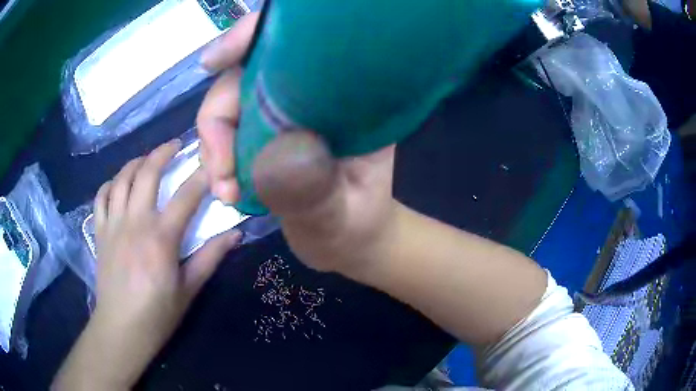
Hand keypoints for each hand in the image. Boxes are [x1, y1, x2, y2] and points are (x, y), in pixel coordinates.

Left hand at [54, 141, 241, 389]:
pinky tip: (119, 183)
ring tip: (148, 158)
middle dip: (163, 152)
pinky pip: (101, 196)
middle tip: (176, 145)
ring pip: (122, 178)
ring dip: (136, 161)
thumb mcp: (189, 290)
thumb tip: (236, 234)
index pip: (186, 196)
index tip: (212, 164)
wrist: (121, 328)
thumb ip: (210, 258)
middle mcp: (134, 223)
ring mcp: (113, 224)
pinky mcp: (99, 232)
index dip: (202, 176)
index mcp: (160, 239)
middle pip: (147, 173)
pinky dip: (110, 183)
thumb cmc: (158, 314)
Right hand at [197, 13, 397, 275]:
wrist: (351, 239)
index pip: (294, 45)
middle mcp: (311, 93)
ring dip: (214, 145)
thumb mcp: (339, 218)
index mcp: (345, 98)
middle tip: (222, 178)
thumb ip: (312, 192)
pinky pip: (227, 128)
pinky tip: (226, 187)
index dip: (251, 37)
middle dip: (219, 119)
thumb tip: (270, 157)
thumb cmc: (356, 227)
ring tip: (226, 191)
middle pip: (245, 73)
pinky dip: (217, 155)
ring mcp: (285, 111)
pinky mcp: (266, 130)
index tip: (215, 60)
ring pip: (230, 102)